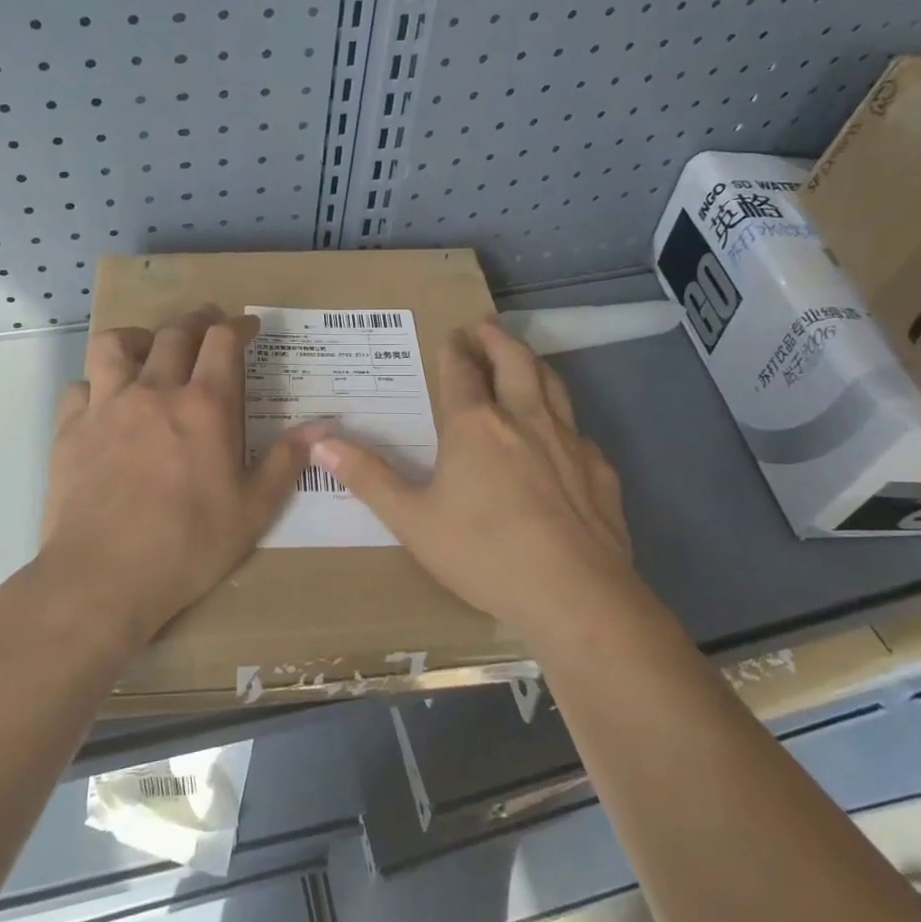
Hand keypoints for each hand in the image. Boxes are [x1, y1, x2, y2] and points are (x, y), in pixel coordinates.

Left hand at [37, 305, 318, 649]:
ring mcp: (106, 406)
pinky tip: (104, 403)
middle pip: (173, 333)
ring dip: (137, 338)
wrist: (103, 577)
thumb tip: (322, 428)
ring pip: (115, 345)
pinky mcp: (70, 429)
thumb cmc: (188, 545)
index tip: (248, 327)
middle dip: (196, 320)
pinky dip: (95, 385)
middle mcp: (154, 392)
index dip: (238, 326)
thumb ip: (285, 461)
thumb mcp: (253, 510)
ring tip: (148, 349)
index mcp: (204, 406)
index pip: (222, 342)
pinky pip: (80, 386)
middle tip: (207, 323)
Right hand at [311, 318, 633, 641]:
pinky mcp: (599, 470)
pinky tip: (562, 437)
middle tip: (486, 326)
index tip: (453, 334)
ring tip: (524, 358)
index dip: (455, 350)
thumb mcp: (412, 521)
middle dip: (497, 339)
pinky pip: (578, 430)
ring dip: (534, 364)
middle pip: (514, 361)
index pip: (462, 372)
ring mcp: (568, 442)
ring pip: (552, 385)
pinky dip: (563, 419)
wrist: (575, 595)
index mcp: (475, 425)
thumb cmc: (483, 553)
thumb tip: (320, 442)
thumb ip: (368, 478)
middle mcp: (524, 419)